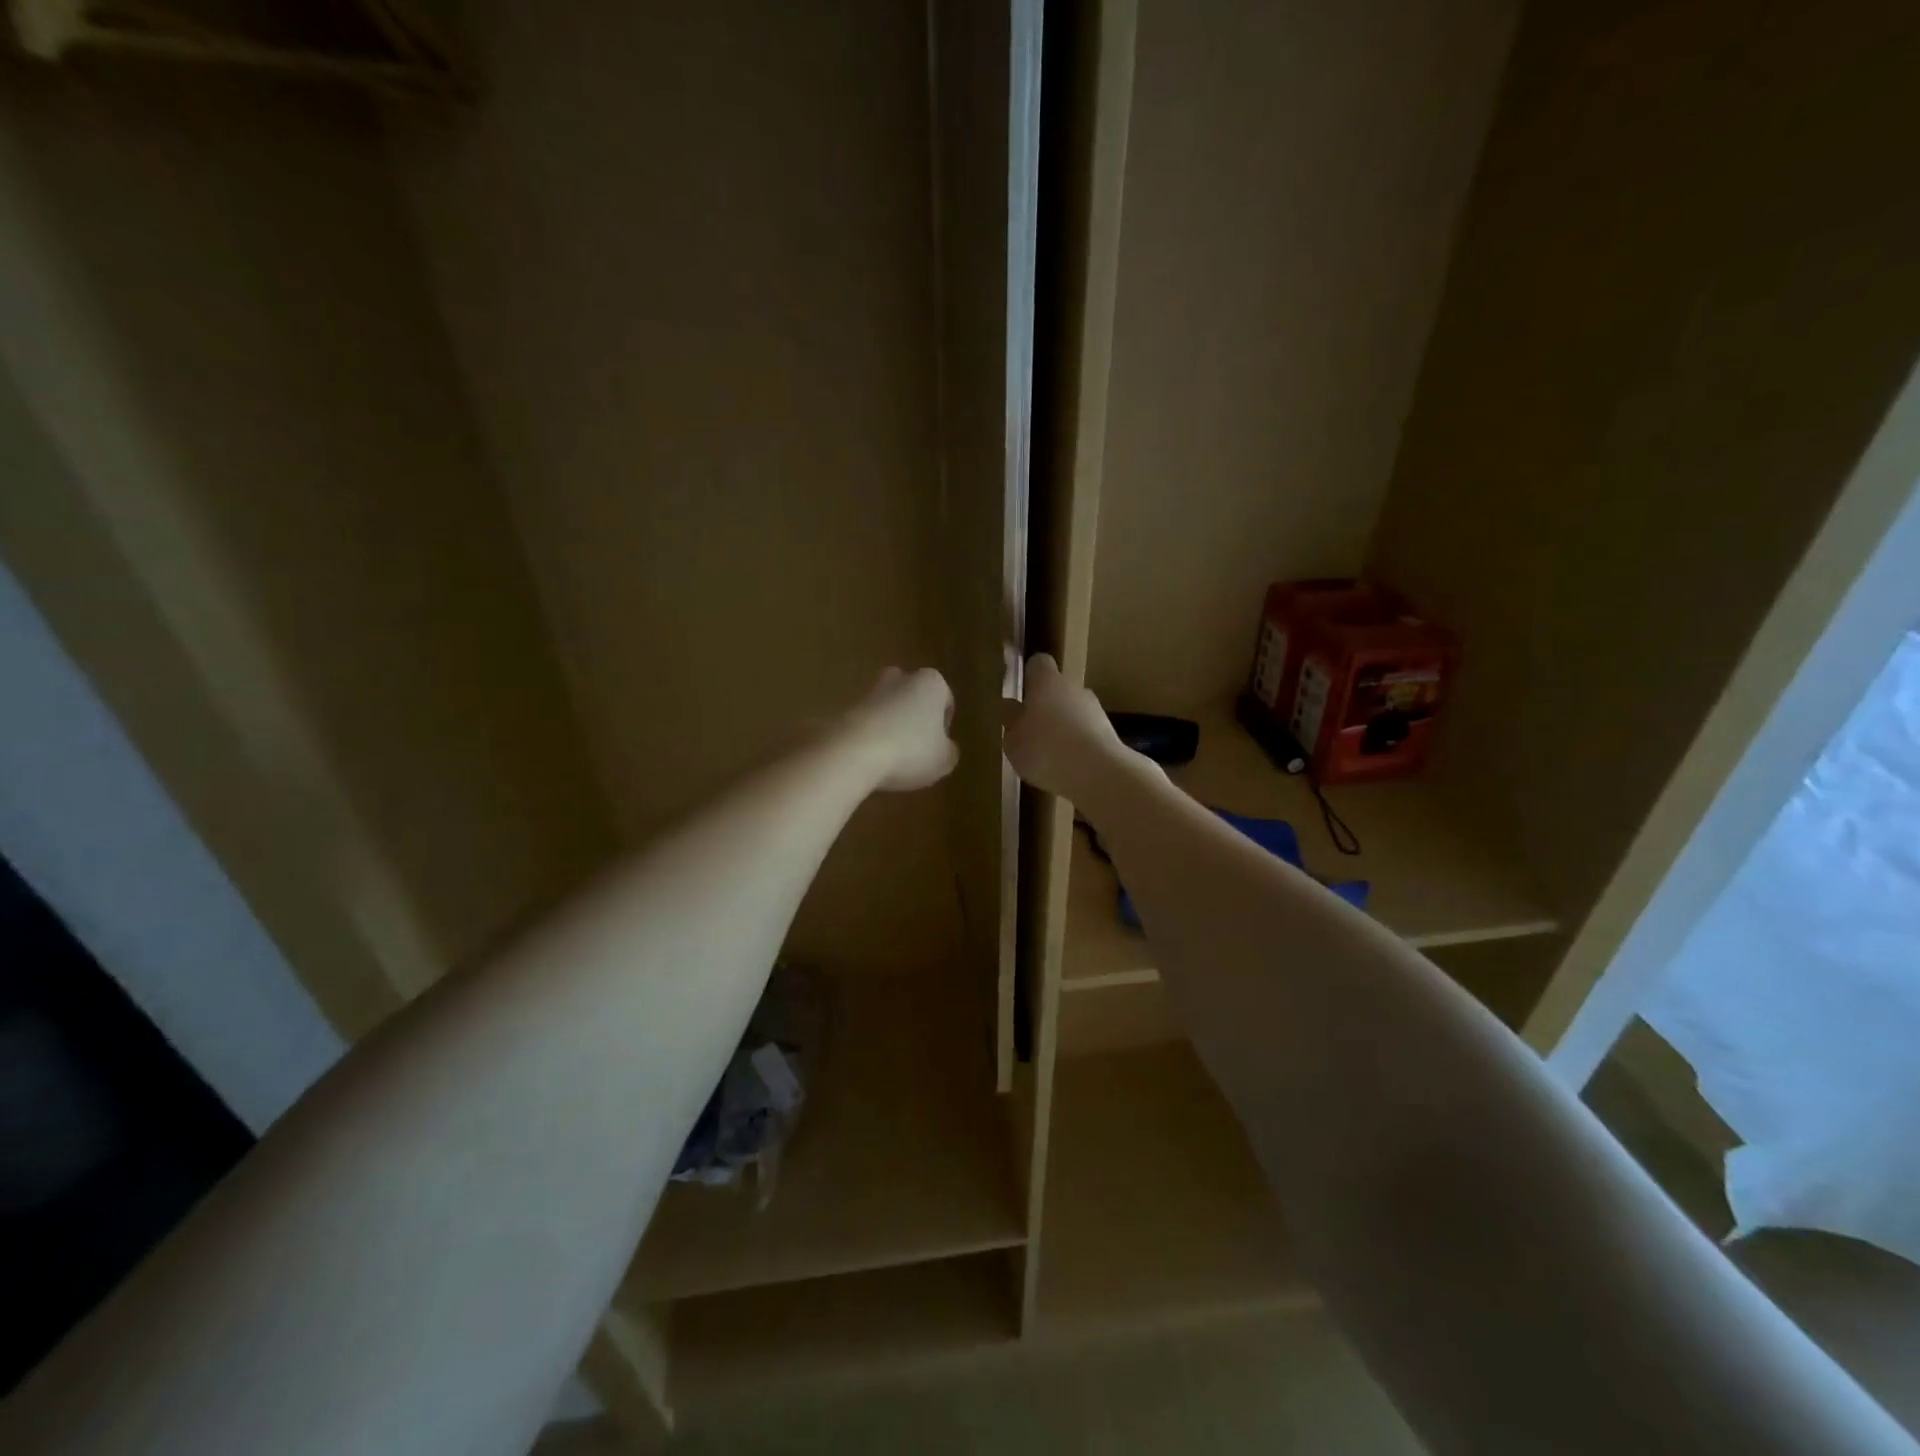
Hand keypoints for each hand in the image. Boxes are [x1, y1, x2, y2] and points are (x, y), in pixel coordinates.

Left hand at [846, 667, 958, 791]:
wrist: (852, 752)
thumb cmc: (910, 751)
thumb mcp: (944, 760)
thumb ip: (949, 751)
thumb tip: (944, 748)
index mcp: (931, 683)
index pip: (945, 701)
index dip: (944, 726)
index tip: (938, 747)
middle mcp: (900, 677)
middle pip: (912, 697)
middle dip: (914, 718)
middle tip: (915, 748)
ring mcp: (869, 690)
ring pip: (887, 707)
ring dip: (890, 726)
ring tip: (890, 758)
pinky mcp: (844, 706)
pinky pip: (865, 722)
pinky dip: (869, 736)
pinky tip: (869, 759)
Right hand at [1002, 654, 1129, 801]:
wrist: (1098, 773)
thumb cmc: (1045, 750)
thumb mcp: (1013, 741)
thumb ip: (1011, 722)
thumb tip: (1011, 708)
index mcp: (1046, 681)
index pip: (1038, 663)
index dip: (1029, 675)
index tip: (1020, 691)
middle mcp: (1073, 687)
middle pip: (1057, 688)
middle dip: (1045, 704)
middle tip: (1029, 728)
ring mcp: (1095, 708)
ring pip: (1073, 710)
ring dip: (1062, 725)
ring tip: (1048, 752)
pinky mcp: (1109, 732)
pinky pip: (1086, 732)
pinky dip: (1077, 743)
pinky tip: (1066, 765)